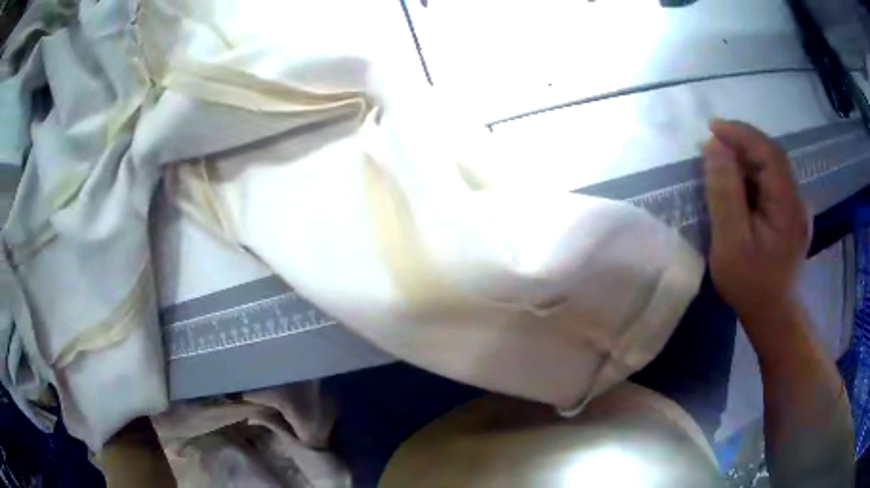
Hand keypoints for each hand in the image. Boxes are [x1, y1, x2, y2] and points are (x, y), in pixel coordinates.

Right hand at [702, 120, 809, 328]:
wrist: (773, 316)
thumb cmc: (751, 285)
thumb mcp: (731, 243)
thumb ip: (724, 193)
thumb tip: (714, 148)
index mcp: (788, 204)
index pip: (768, 151)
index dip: (741, 133)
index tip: (712, 128)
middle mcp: (797, 199)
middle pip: (772, 156)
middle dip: (742, 143)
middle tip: (714, 144)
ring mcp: (797, 208)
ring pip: (772, 169)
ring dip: (747, 159)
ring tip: (722, 164)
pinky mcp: (792, 216)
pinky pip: (773, 184)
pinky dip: (754, 176)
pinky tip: (740, 186)